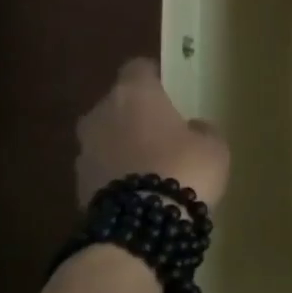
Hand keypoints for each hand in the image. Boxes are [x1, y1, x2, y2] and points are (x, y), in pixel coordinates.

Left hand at [75, 58, 229, 208]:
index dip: (153, 76)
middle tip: (161, 133)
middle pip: (117, 104)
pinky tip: (138, 190)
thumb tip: (193, 128)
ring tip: (150, 167)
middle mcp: (100, 114)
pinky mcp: (78, 183)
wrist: (142, 224)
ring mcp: (83, 149)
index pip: (137, 68)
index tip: (166, 88)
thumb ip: (202, 131)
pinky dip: (116, 174)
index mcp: (134, 94)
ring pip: (106, 138)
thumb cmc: (184, 169)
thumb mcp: (213, 147)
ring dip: (123, 146)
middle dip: (135, 116)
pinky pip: (102, 168)